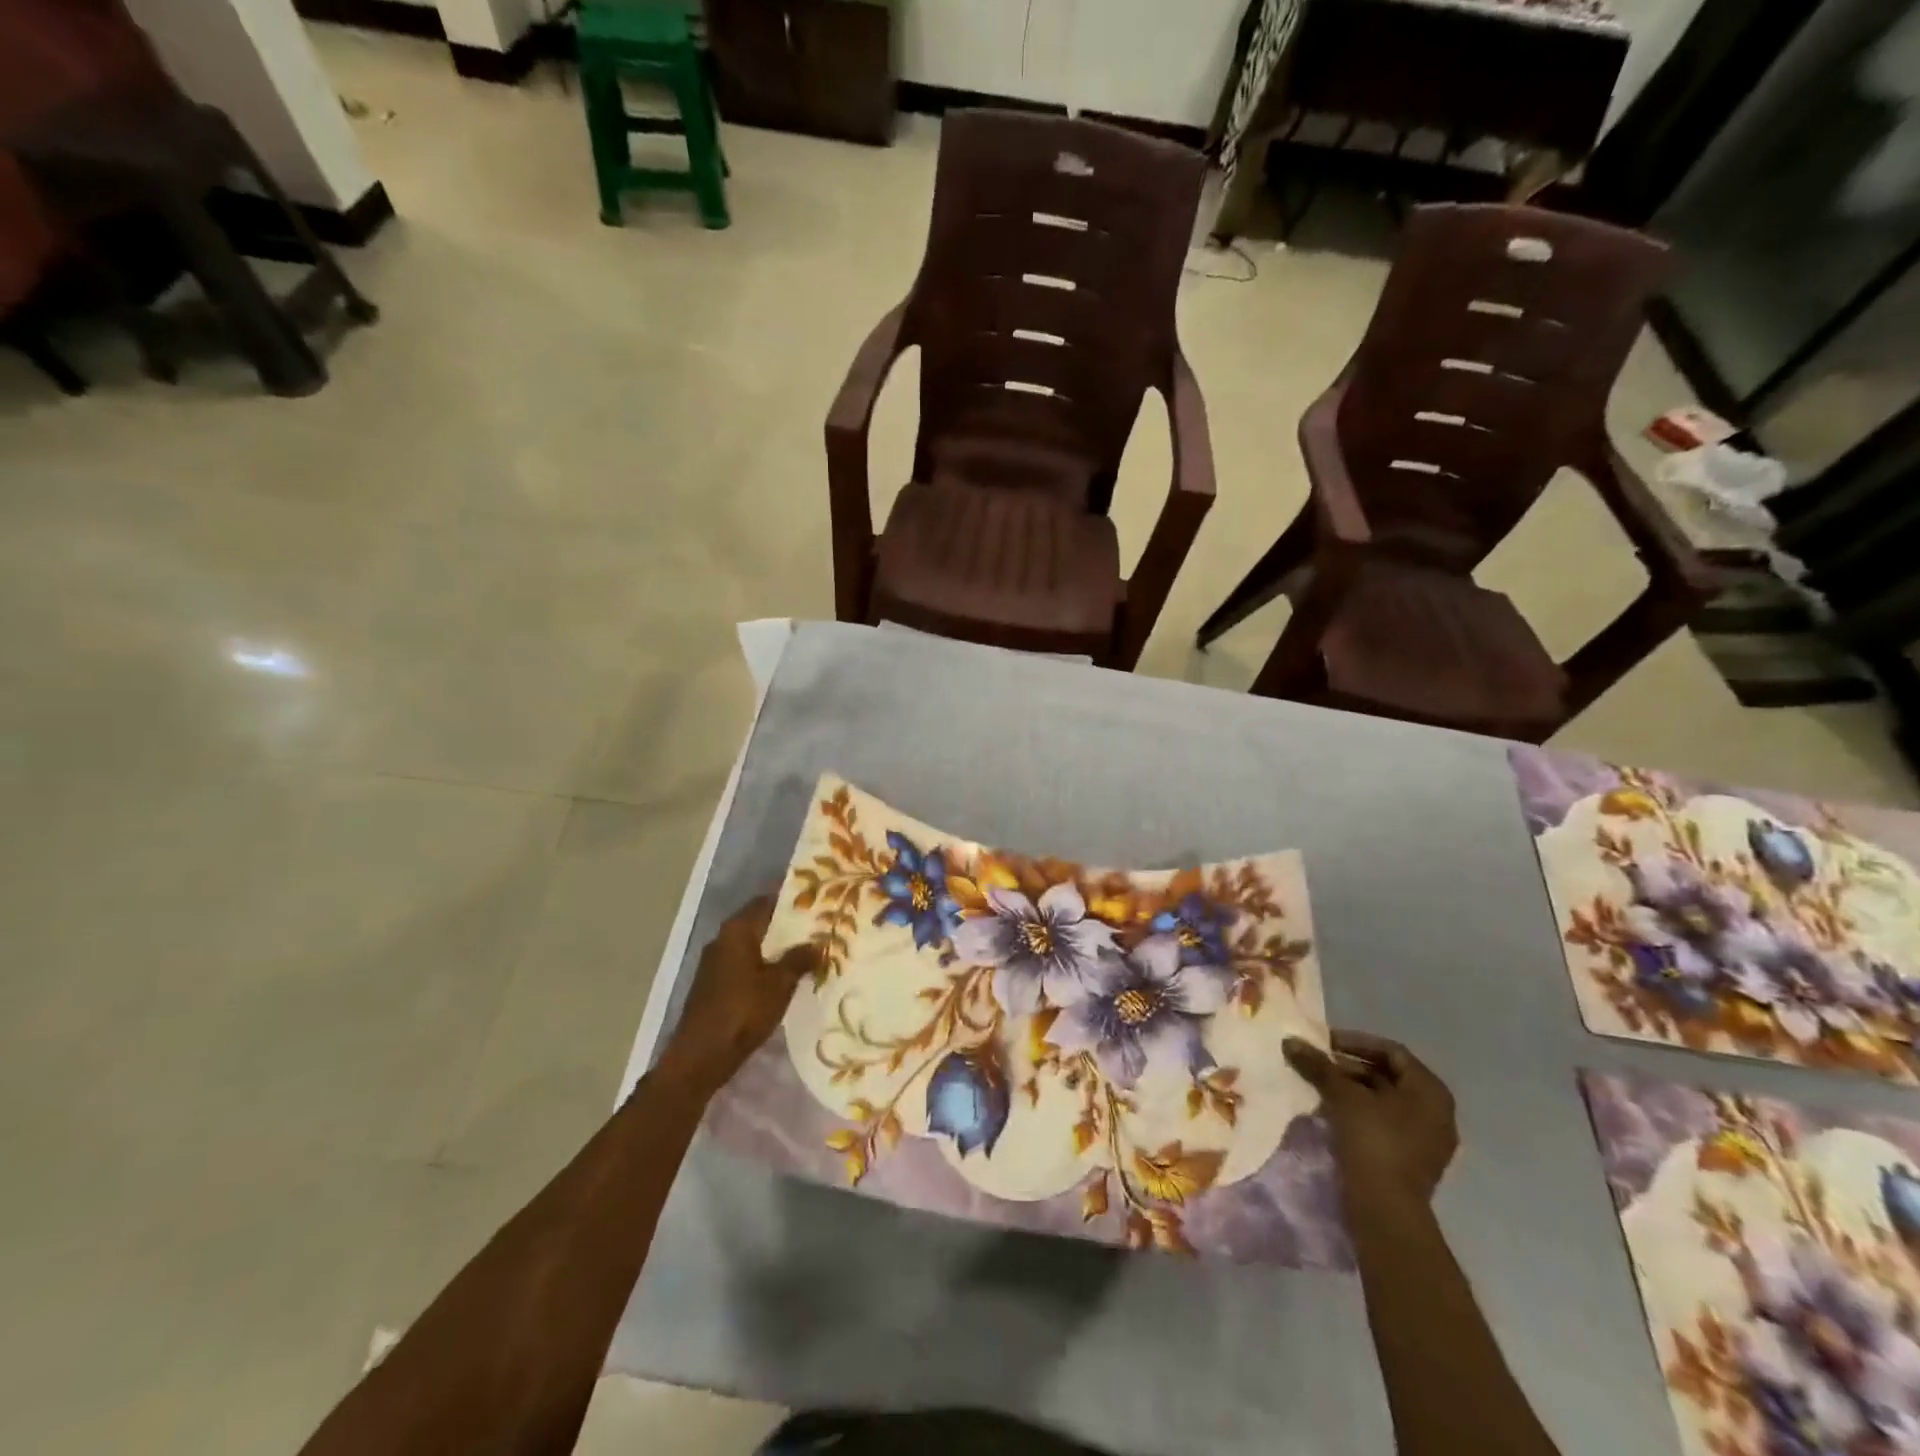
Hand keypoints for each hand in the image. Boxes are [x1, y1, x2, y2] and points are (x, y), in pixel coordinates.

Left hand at [659, 895, 816, 1092]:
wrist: (701, 1055)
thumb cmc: (743, 1010)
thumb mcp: (780, 983)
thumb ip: (799, 959)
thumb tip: (818, 943)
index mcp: (737, 930)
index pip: (766, 901)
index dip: (791, 899)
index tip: (816, 900)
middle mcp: (722, 939)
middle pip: (759, 923)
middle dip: (787, 925)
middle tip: (819, 927)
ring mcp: (715, 963)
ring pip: (752, 945)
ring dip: (776, 948)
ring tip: (808, 952)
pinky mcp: (714, 984)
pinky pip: (745, 964)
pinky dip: (764, 965)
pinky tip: (784, 976)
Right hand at [1284, 1030, 1458, 1207]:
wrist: (1386, 1208)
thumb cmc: (1373, 1140)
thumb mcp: (1342, 1096)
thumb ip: (1318, 1066)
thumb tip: (1290, 1041)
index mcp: (1430, 1091)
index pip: (1391, 1052)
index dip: (1355, 1042)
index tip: (1324, 1043)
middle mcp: (1435, 1112)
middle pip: (1387, 1076)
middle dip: (1348, 1067)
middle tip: (1316, 1064)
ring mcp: (1425, 1139)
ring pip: (1383, 1101)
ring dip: (1350, 1090)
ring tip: (1316, 1086)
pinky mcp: (1410, 1160)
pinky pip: (1383, 1123)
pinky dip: (1357, 1112)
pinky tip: (1329, 1112)